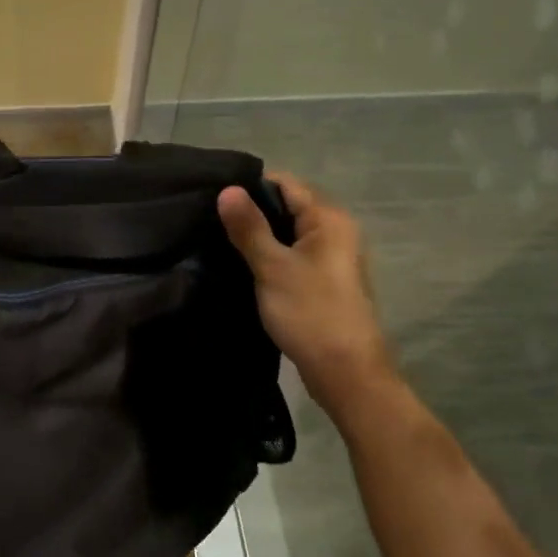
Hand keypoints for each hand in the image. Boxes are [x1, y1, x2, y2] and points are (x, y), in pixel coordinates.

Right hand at [218, 174, 392, 410]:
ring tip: (221, 242)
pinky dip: (271, 256)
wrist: (346, 372)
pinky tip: (245, 267)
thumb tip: (227, 189)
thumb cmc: (310, 313)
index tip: (214, 197)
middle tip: (211, 220)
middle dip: (252, 212)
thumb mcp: (272, 267)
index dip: (249, 186)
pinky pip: (294, 255)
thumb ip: (249, 227)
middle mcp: (336, 230)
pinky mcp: (325, 281)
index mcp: (328, 218)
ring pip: (289, 233)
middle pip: (288, 206)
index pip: (285, 183)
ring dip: (260, 236)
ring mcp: (333, 257)